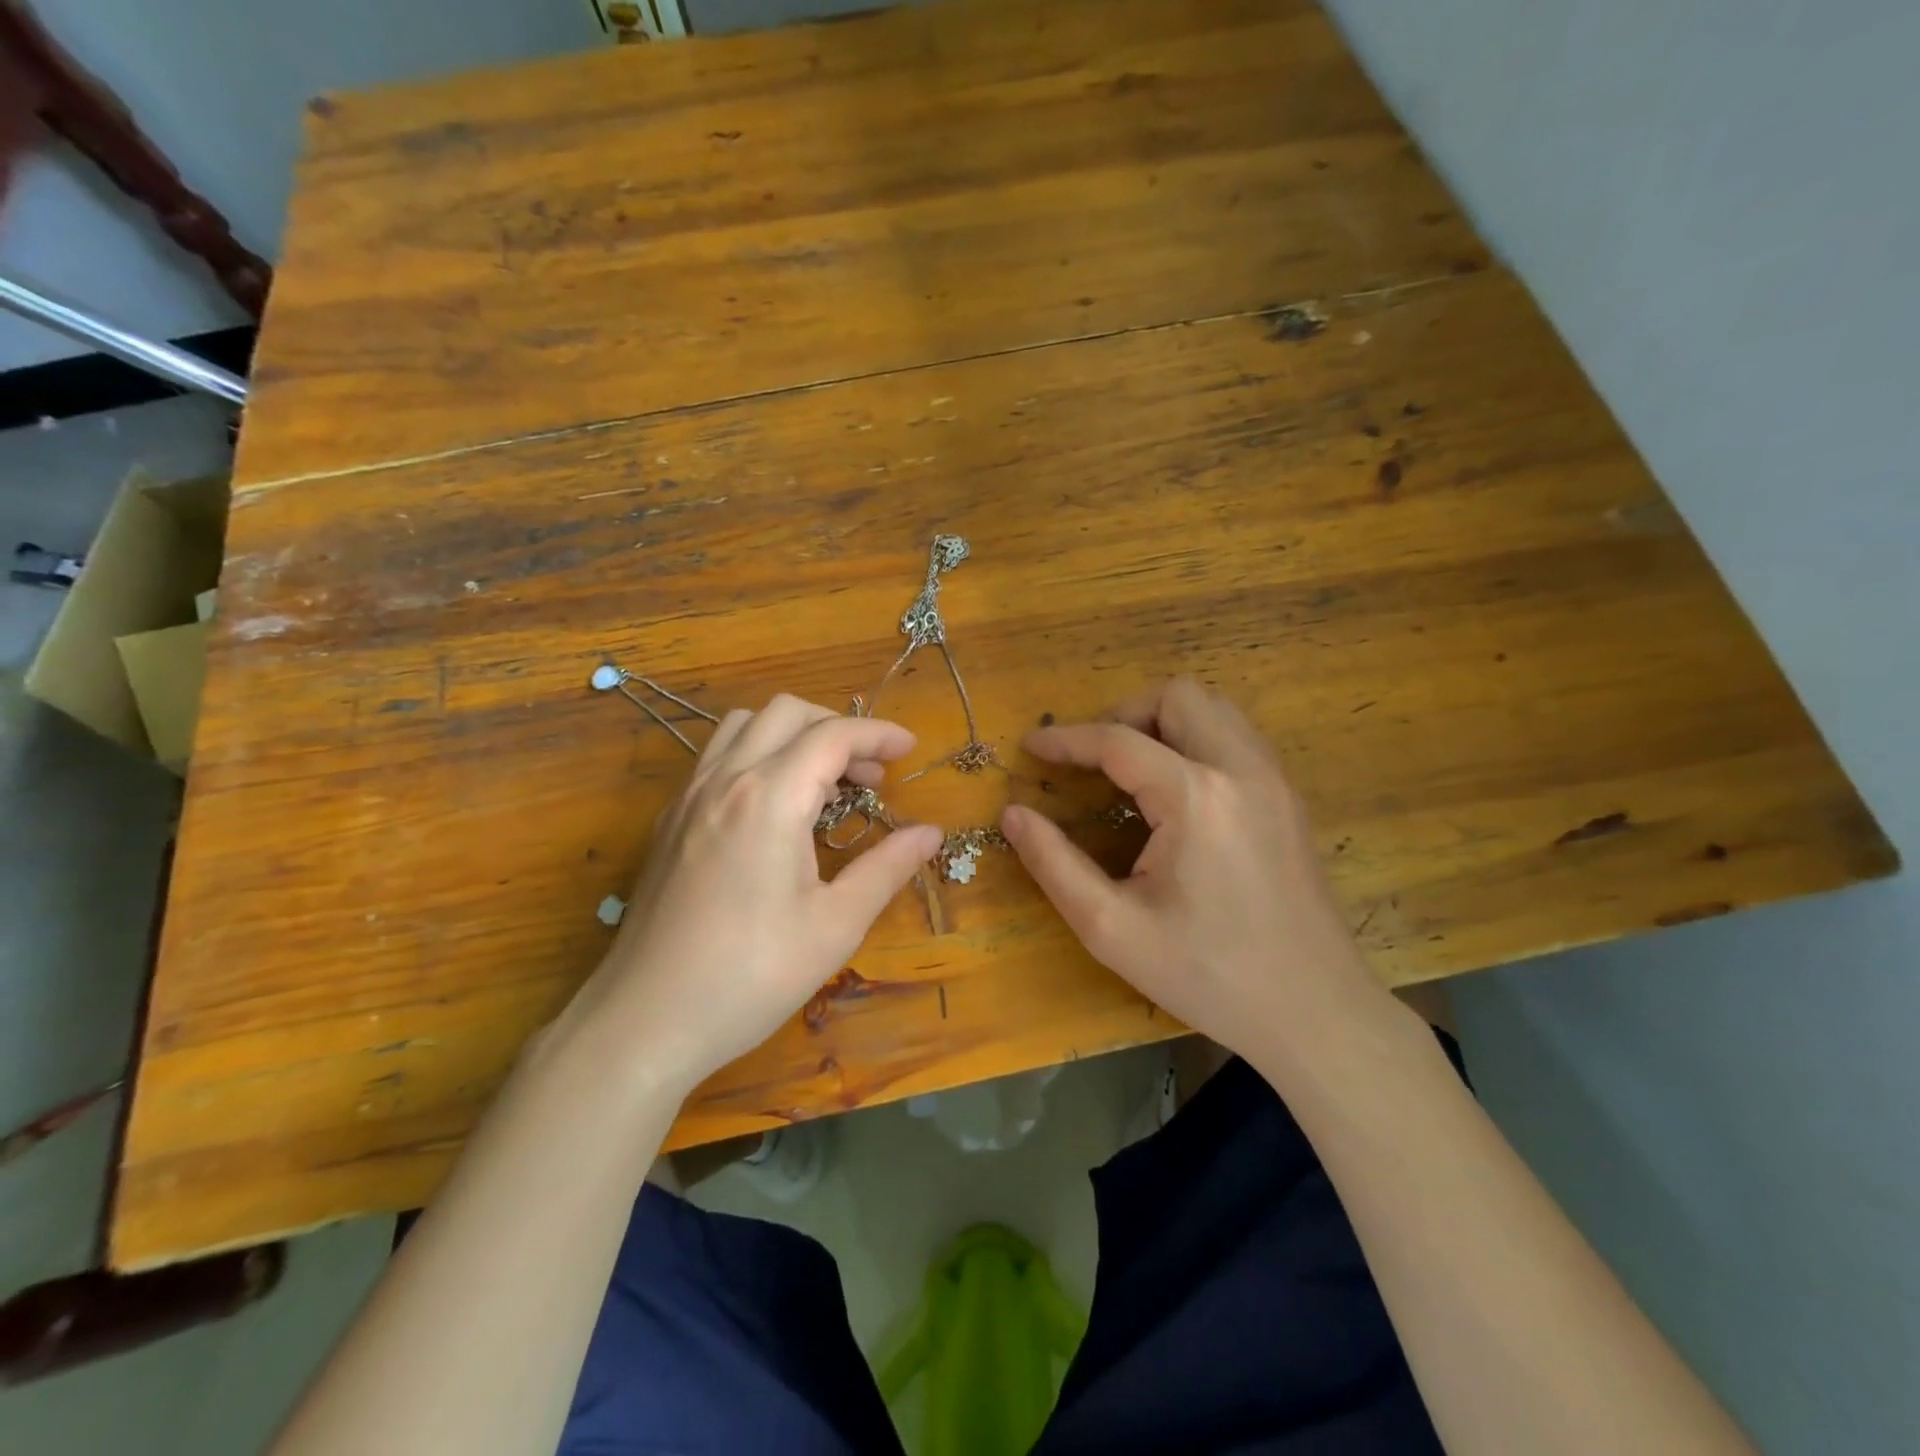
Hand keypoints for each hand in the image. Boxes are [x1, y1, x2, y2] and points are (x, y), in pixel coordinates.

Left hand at [555, 695, 943, 1095]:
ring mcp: (688, 798)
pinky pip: (716, 758)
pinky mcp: (669, 822)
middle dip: (837, 728)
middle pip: (786, 713)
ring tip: (822, 783)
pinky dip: (757, 756)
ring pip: (743, 726)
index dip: (878, 733)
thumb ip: (887, 868)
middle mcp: (725, 780)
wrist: (644, 1021)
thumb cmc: (751, 975)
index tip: (911, 748)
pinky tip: (773, 808)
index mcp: (769, 797)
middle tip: (871, 774)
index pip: (832, 735)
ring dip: (792, 735)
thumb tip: (930, 833)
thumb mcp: (835, 925)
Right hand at [1000, 678, 1392, 1072]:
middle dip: (1124, 715)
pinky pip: (1237, 736)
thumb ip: (1054, 864)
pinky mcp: (1289, 798)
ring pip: (1214, 708)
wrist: (1314, 1012)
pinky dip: (1197, 740)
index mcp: (1195, 797)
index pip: (1118, 741)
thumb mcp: (1112, 928)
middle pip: (1177, 697)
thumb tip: (1013, 815)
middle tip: (1093, 761)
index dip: (1067, 739)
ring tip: (1132, 769)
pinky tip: (1177, 791)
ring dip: (1165, 722)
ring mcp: (1274, 780)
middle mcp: (1242, 770)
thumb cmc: (1208, 974)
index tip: (1031, 747)